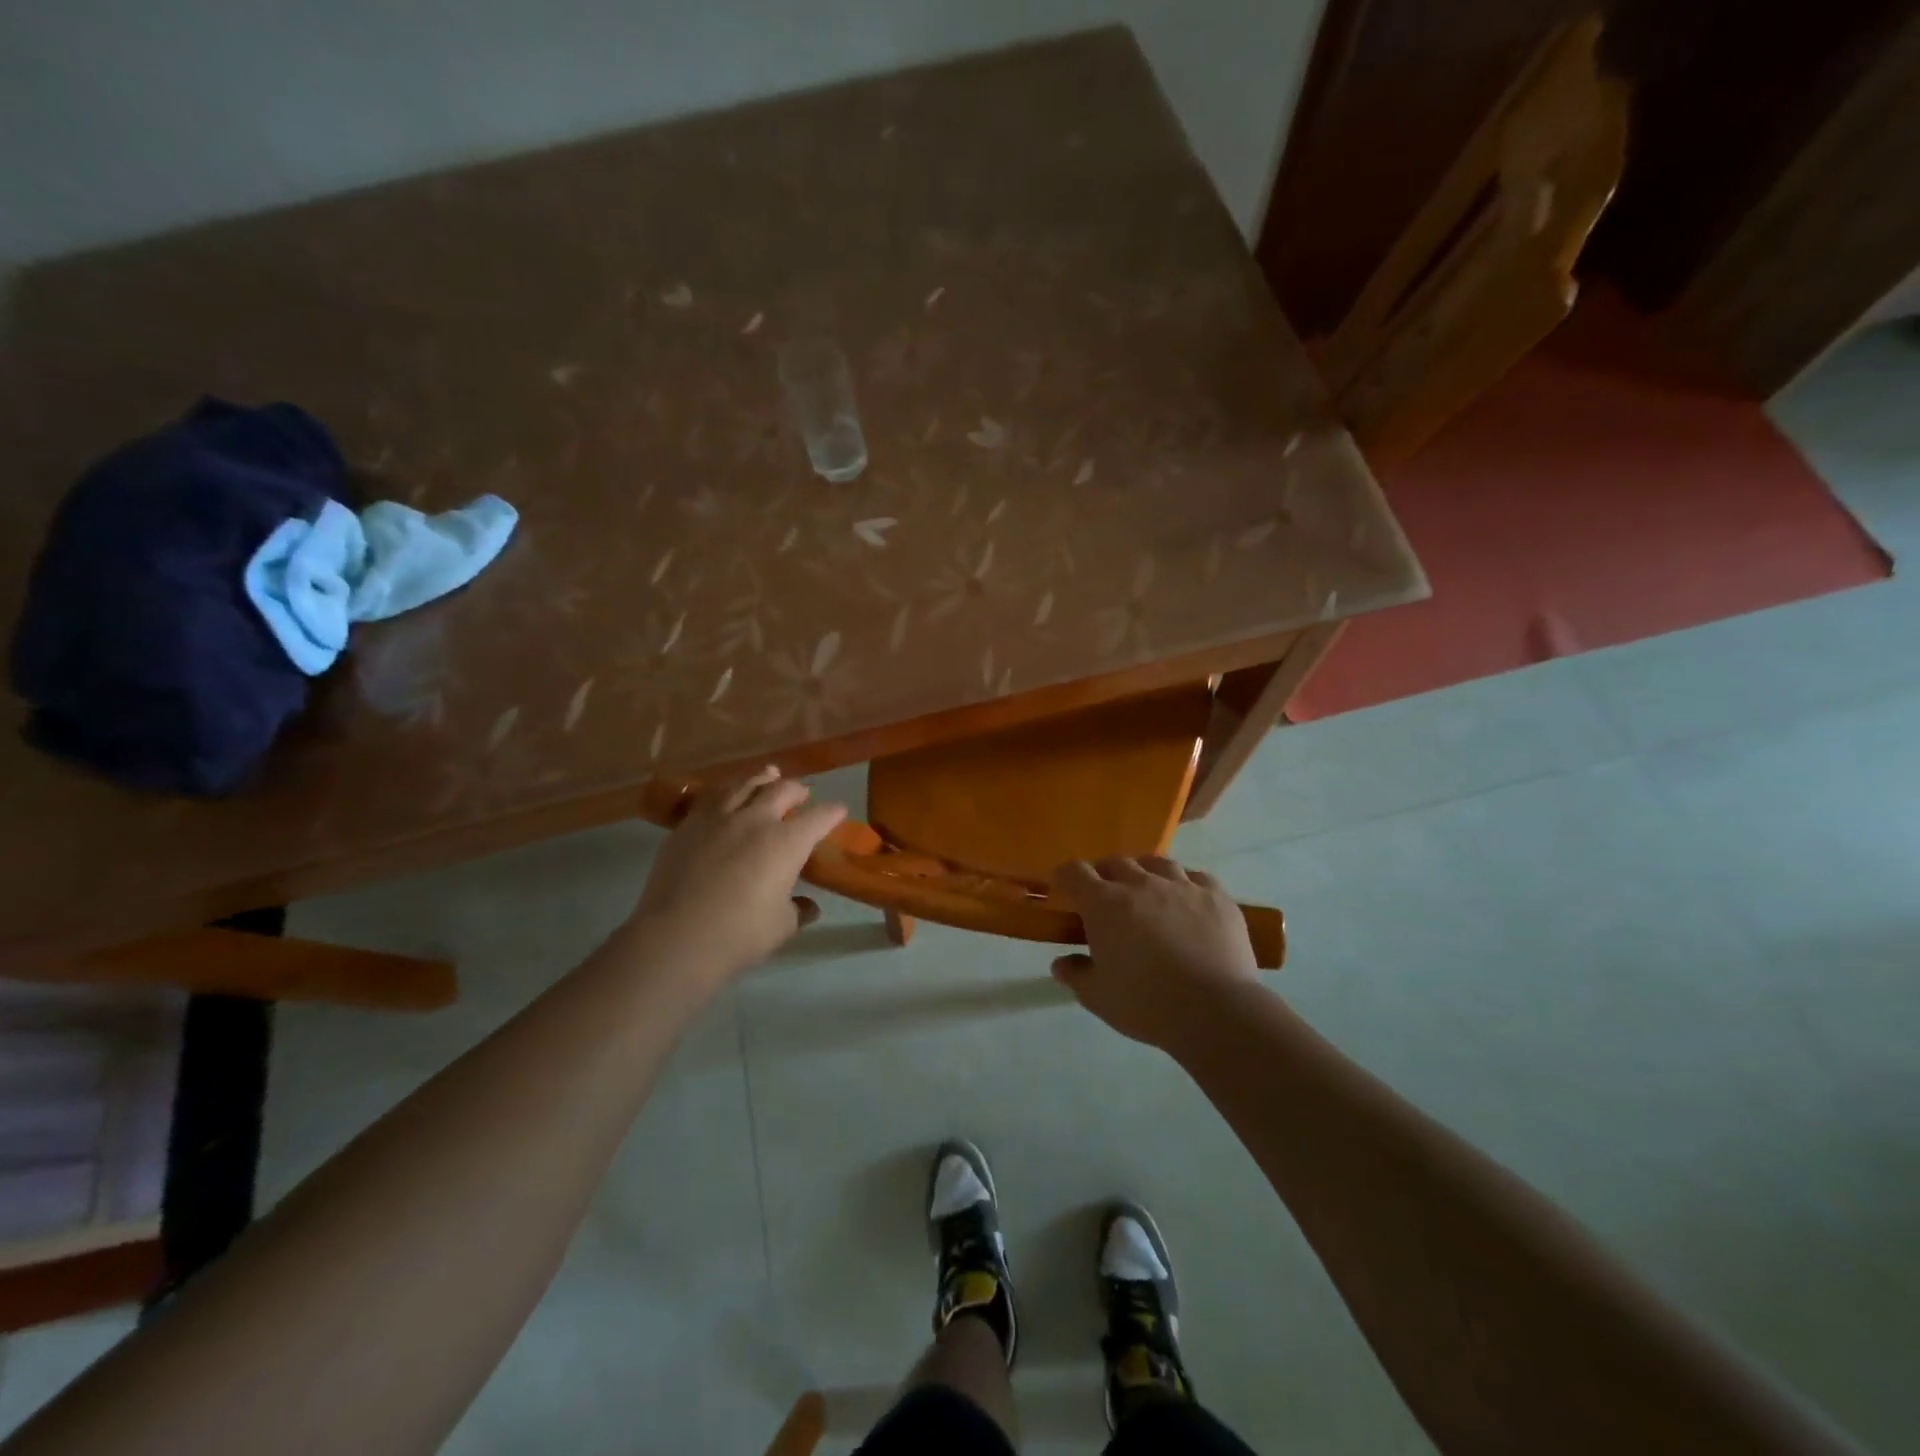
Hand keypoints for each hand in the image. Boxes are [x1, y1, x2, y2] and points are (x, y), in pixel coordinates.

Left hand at [629, 768, 846, 982]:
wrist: (675, 937)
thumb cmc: (738, 935)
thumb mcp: (782, 927)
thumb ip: (798, 911)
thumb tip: (808, 906)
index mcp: (787, 842)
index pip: (819, 817)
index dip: (832, 812)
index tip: (838, 811)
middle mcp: (756, 819)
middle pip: (783, 790)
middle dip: (798, 790)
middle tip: (803, 794)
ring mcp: (719, 818)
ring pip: (746, 784)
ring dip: (763, 779)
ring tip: (769, 775)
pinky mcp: (689, 824)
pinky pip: (713, 796)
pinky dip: (729, 790)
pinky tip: (728, 794)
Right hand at [1050, 856, 1259, 1050]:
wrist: (1213, 1010)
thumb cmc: (1145, 1003)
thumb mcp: (1097, 996)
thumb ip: (1076, 974)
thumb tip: (1061, 963)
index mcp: (1104, 903)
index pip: (1075, 872)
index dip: (1065, 876)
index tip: (1063, 887)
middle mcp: (1140, 883)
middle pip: (1116, 863)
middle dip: (1105, 874)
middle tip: (1106, 896)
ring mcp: (1181, 886)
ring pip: (1157, 863)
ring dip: (1146, 873)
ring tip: (1148, 891)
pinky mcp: (1216, 896)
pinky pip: (1197, 878)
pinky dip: (1186, 885)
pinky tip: (1188, 901)